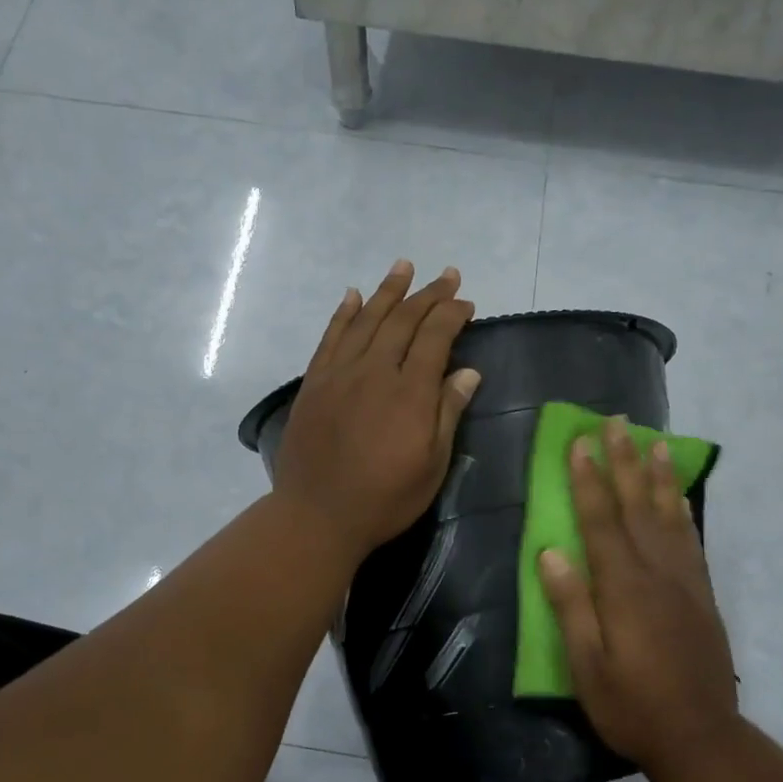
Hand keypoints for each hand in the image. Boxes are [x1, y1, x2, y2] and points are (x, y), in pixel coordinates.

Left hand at [274, 260, 481, 565]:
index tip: (466, 303)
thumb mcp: (431, 465)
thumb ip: (447, 413)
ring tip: (403, 266)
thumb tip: (467, 372)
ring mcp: (340, 373)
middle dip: (427, 294)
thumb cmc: (384, 498)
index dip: (452, 314)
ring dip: (387, 291)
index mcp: (410, 392)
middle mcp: (374, 371)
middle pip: (403, 320)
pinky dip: (343, 313)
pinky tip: (352, 296)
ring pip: (366, 320)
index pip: (434, 337)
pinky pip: (331, 337)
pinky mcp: (315, 383)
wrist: (317, 515)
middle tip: (446, 276)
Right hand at [539, 416, 740, 771]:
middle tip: (618, 422)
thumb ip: (570, 605)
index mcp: (623, 588)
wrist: (701, 737)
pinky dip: (683, 509)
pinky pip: (691, 539)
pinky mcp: (702, 594)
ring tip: (655, 442)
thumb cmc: (631, 704)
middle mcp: (656, 573)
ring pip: (669, 515)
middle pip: (637, 506)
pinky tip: (678, 495)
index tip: (580, 442)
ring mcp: (684, 581)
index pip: (600, 521)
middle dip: (624, 461)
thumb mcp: (587, 665)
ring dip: (658, 475)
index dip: (588, 480)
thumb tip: (549, 552)